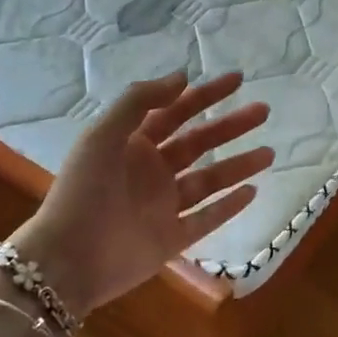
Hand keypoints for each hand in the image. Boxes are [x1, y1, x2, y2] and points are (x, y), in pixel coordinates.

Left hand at [10, 72, 272, 314]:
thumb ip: (139, 102)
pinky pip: (206, 219)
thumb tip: (182, 77)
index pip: (176, 112)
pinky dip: (228, 206)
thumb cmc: (84, 191)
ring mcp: (163, 207)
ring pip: (209, 180)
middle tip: (264, 110)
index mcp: (133, 145)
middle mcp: (151, 172)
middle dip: (230, 126)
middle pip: (199, 143)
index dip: (205, 94)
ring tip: (269, 153)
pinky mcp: (171, 240)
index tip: (237, 80)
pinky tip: (252, 191)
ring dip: (238, 165)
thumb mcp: (103, 135)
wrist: (68, 260)